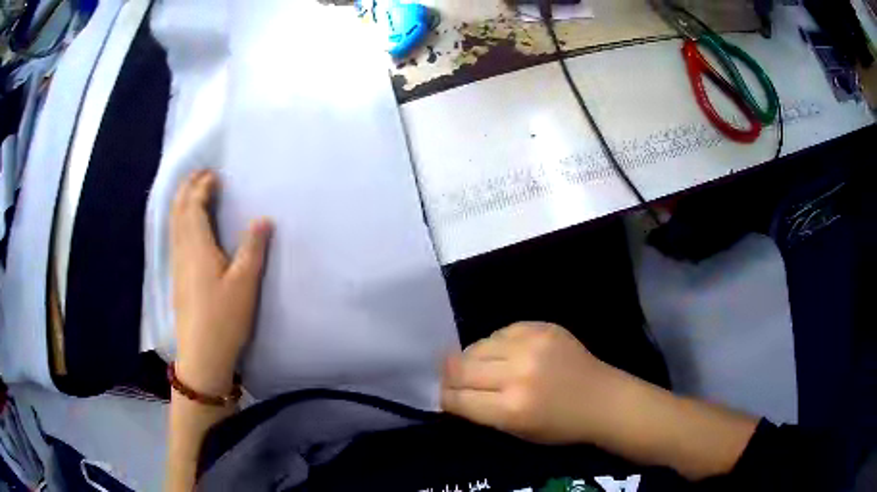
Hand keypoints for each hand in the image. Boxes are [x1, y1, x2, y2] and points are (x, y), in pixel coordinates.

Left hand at [171, 170, 271, 395]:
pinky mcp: (177, 278)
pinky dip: (179, 219)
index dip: (201, 186)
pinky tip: (185, 226)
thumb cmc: (224, 318)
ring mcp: (177, 265)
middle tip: (199, 174)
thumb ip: (253, 248)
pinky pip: (174, 236)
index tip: (214, 174)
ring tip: (191, 191)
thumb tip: (262, 218)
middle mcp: (182, 250)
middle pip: (178, 210)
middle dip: (186, 188)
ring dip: (180, 202)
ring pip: (174, 223)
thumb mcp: (245, 283)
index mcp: (197, 246)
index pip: (193, 205)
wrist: (202, 354)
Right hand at [441, 322, 634, 444]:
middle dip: (450, 376)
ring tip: (480, 366)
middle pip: (460, 367)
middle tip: (453, 380)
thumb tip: (452, 394)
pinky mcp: (542, 327)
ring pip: (477, 345)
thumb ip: (482, 413)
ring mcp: (532, 345)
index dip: (444, 398)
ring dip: (471, 358)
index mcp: (511, 408)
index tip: (444, 398)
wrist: (603, 399)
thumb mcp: (517, 432)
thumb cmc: (561, 426)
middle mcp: (518, 373)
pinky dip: (496, 344)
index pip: (457, 398)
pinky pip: (501, 331)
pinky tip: (504, 353)